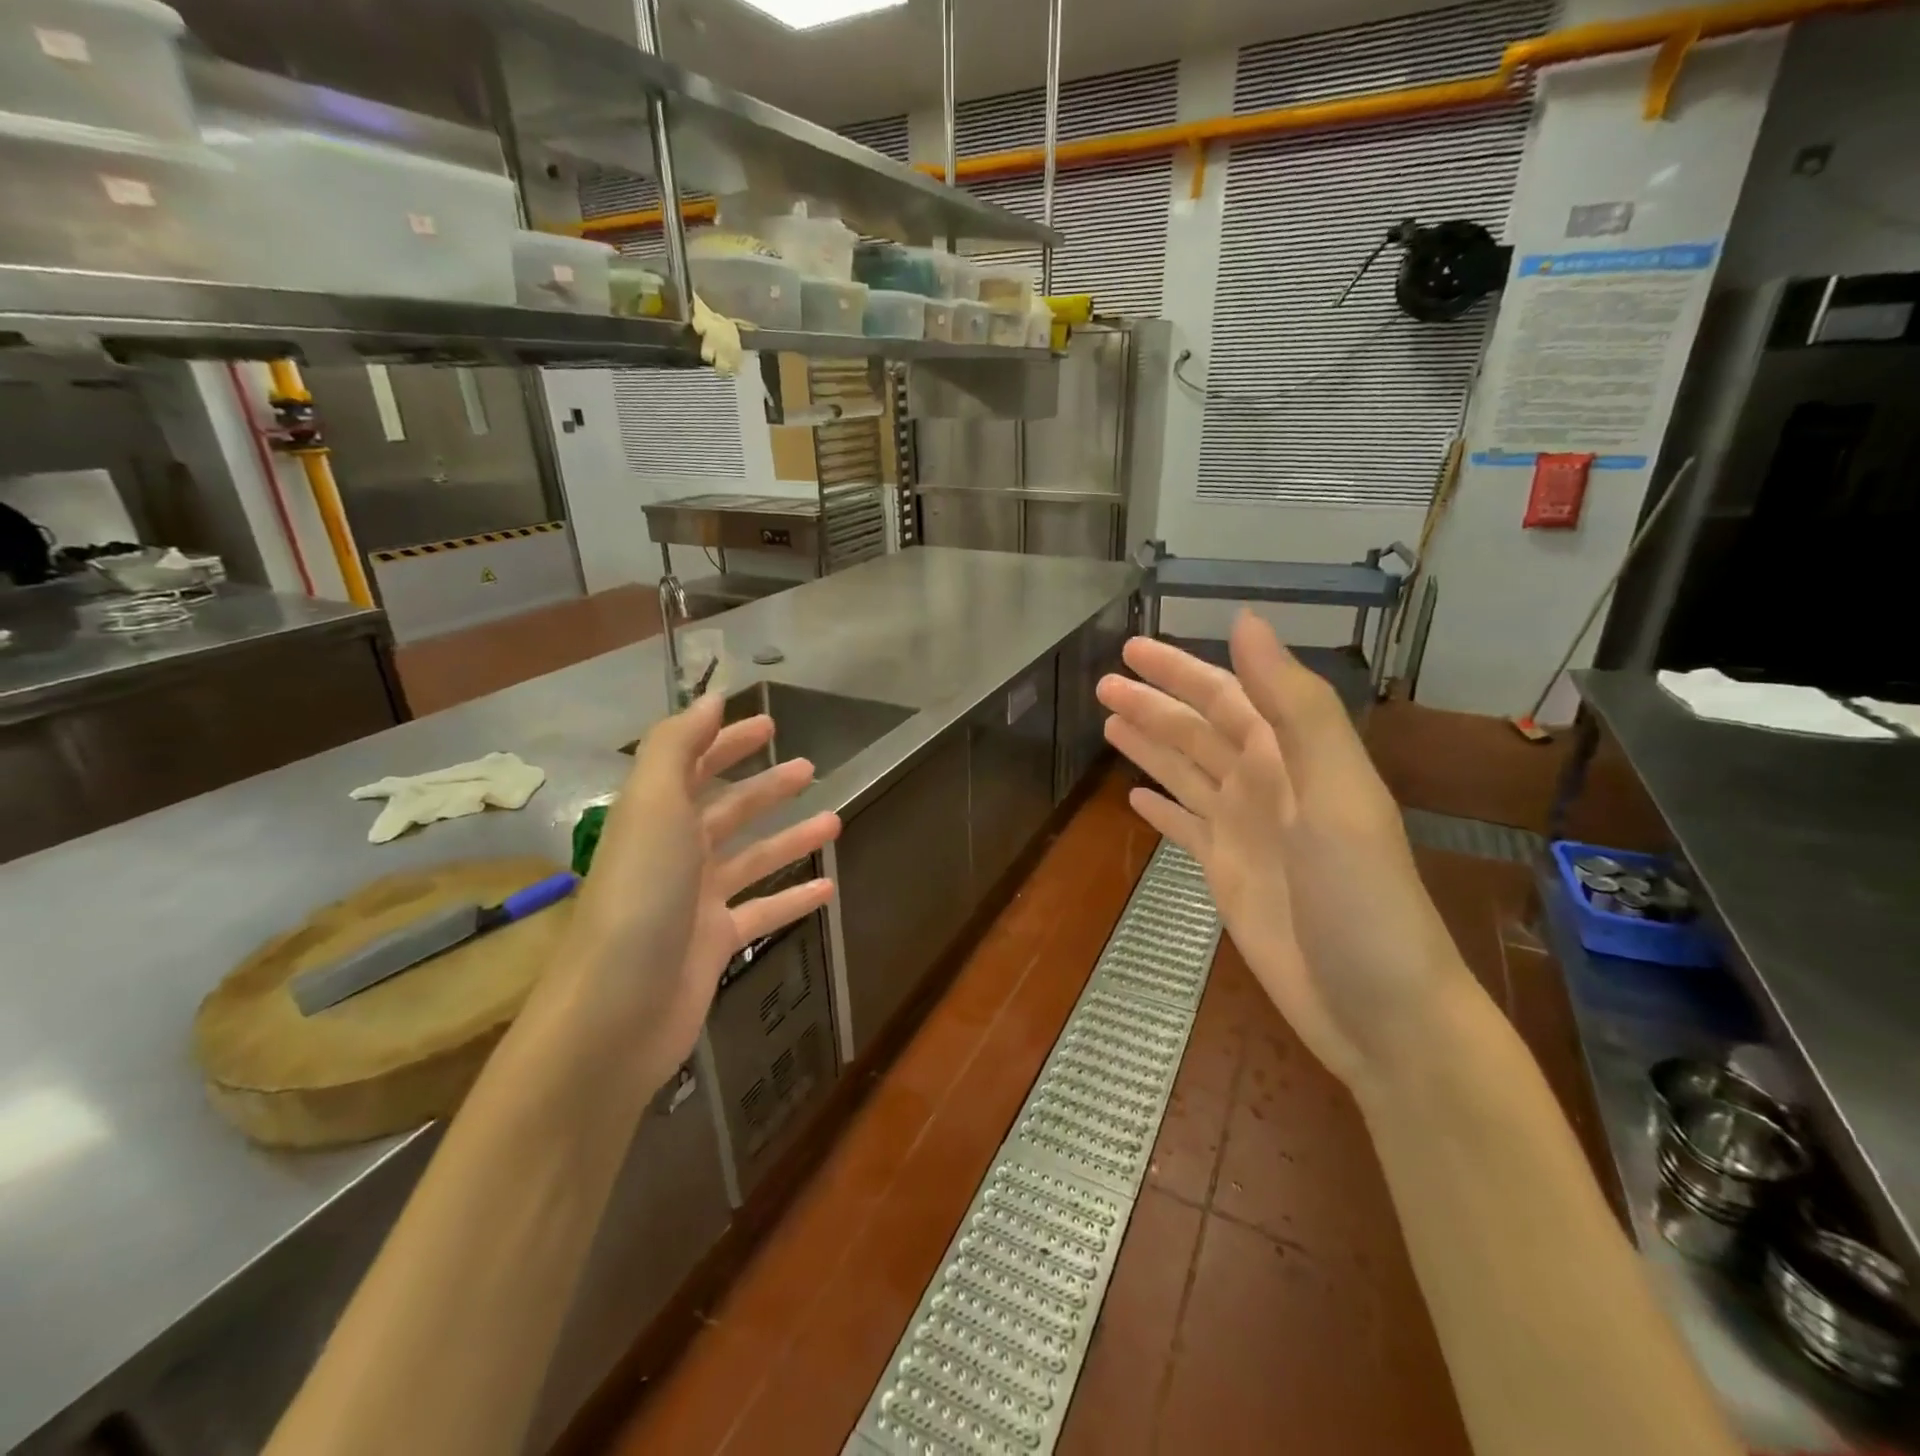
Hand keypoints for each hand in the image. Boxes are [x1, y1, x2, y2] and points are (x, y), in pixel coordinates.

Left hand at [556, 696, 839, 1086]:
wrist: (617, 1012)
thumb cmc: (640, 897)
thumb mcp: (653, 806)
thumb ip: (677, 746)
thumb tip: (710, 697)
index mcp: (654, 818)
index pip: (692, 765)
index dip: (725, 741)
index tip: (767, 724)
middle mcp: (674, 854)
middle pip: (726, 811)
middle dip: (765, 787)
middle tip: (809, 768)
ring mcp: (695, 903)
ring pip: (752, 859)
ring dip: (790, 839)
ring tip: (835, 821)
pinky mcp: (715, 945)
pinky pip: (763, 911)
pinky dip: (793, 898)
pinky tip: (829, 890)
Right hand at [1097, 613, 1472, 1096]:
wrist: (1379, 1008)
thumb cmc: (1362, 898)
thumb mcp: (1336, 793)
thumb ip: (1294, 706)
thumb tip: (1245, 621)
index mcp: (1292, 759)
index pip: (1227, 697)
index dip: (1181, 671)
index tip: (1132, 648)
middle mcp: (1265, 787)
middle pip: (1198, 732)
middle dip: (1153, 704)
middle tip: (1102, 685)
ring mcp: (1245, 833)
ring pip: (1187, 774)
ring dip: (1150, 746)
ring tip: (1107, 723)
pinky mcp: (1228, 876)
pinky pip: (1186, 829)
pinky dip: (1161, 810)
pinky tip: (1134, 797)